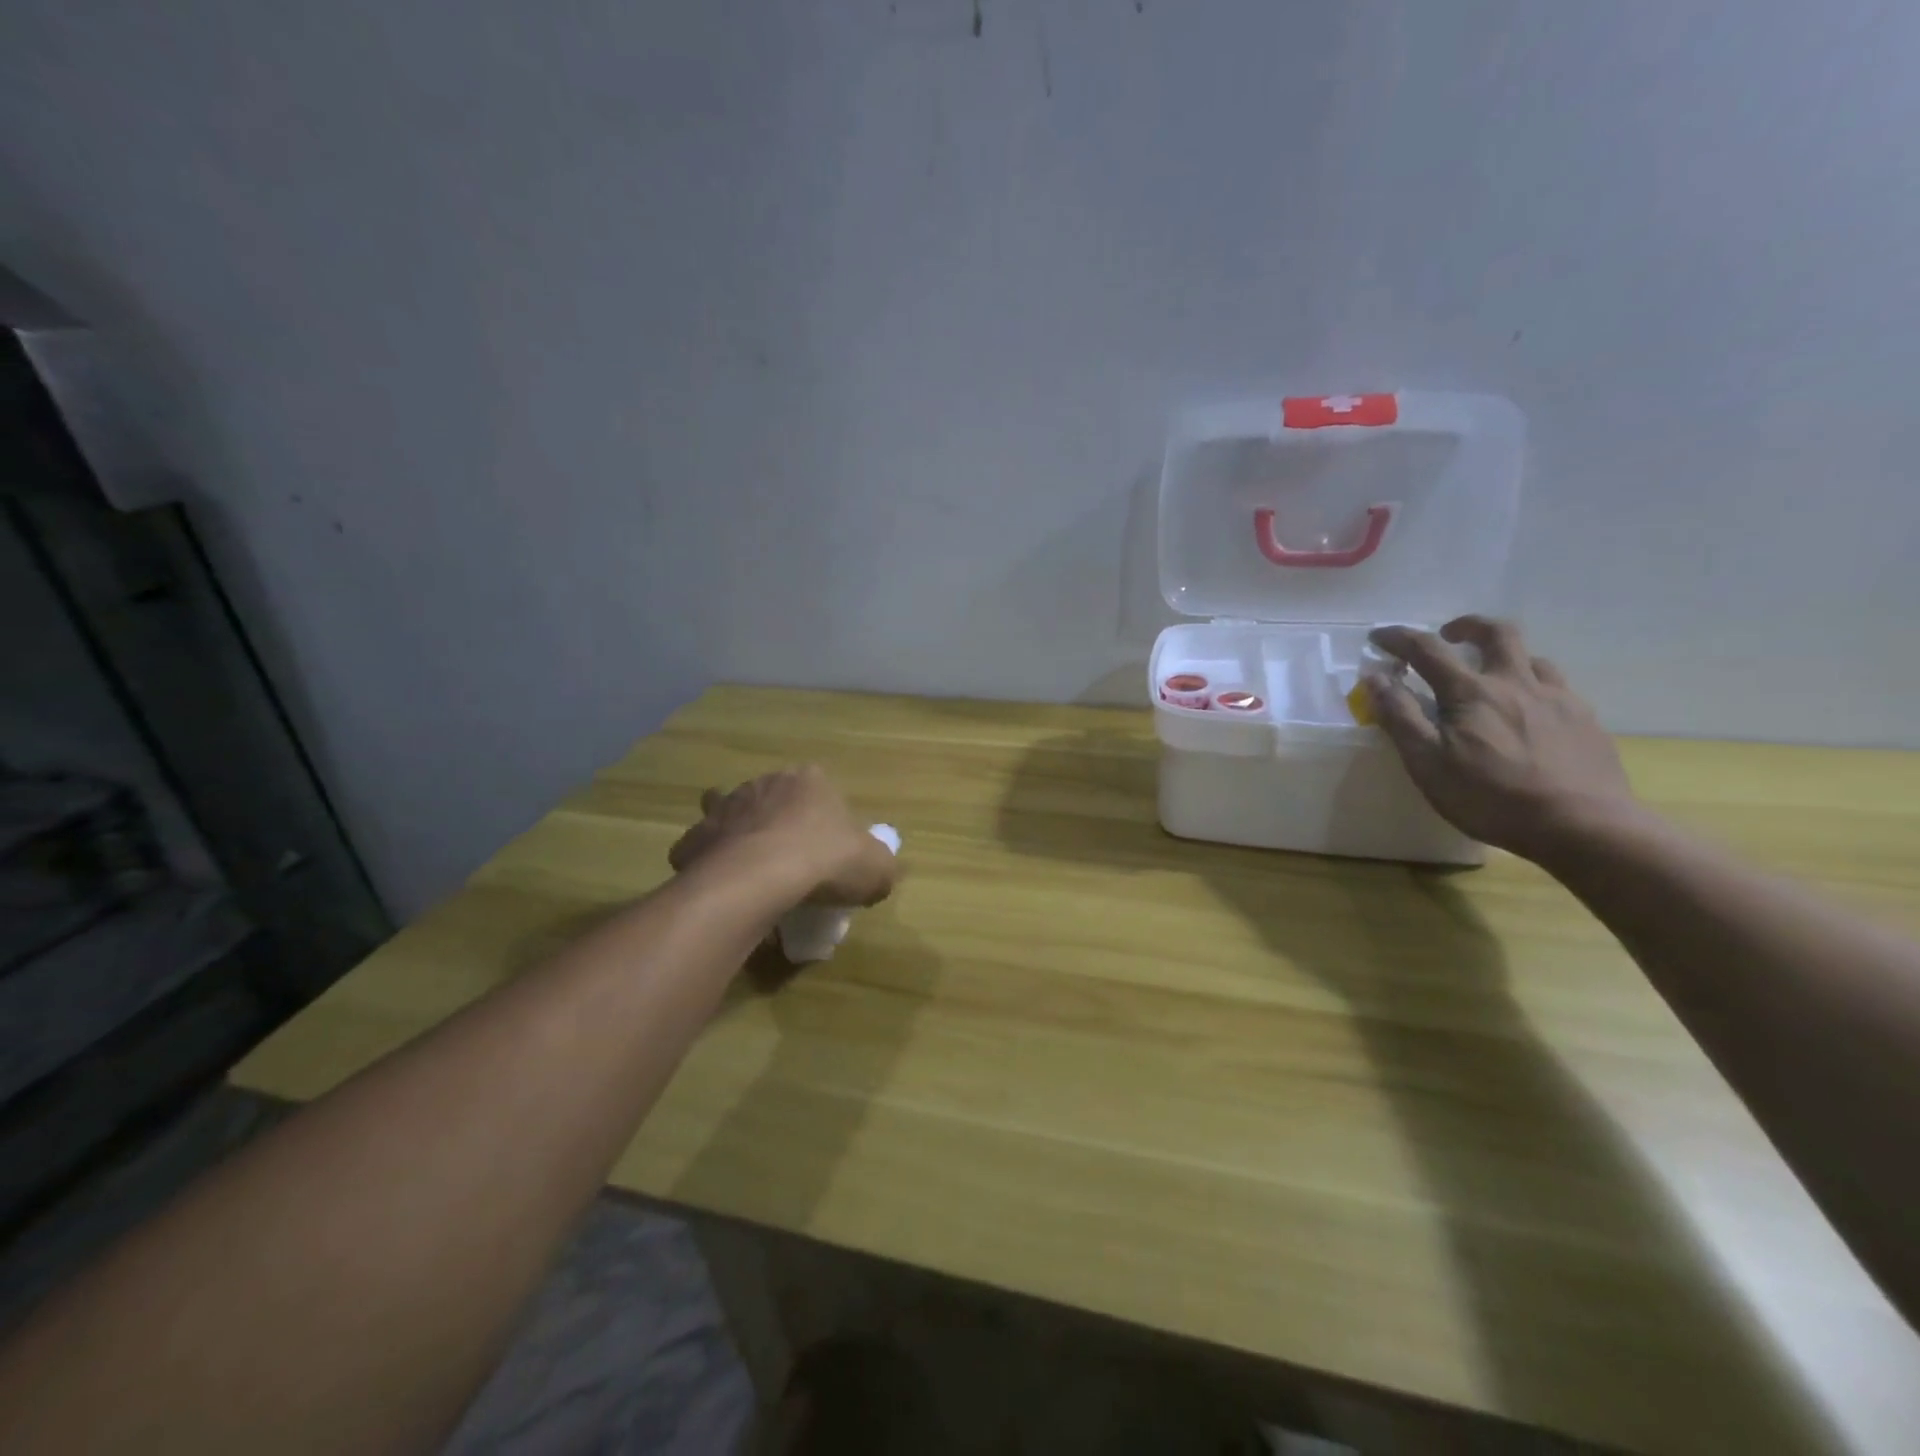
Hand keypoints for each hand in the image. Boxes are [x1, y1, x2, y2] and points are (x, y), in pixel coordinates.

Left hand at [667, 765, 898, 907]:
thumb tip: (878, 874)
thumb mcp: (876, 869)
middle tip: (790, 861)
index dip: (824, 819)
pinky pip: (701, 849)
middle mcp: (764, 784)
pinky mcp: (695, 839)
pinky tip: (721, 887)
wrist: (758, 878)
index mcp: (809, 781)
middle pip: (773, 798)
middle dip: (777, 821)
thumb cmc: (825, 862)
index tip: (829, 851)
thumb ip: (881, 867)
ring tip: (750, 869)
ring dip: (738, 834)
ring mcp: (724, 808)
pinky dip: (708, 864)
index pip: (820, 789)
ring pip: (729, 814)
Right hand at [1364, 617, 1642, 860]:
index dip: (1399, 638)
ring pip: (1533, 659)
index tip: (1378, 637)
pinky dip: (1533, 687)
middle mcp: (1517, 683)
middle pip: (1497, 633)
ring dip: (1505, 658)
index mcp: (1472, 692)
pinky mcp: (1586, 721)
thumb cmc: (1490, 797)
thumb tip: (1375, 678)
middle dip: (1468, 626)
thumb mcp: (1427, 762)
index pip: (1428, 650)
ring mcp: (1558, 699)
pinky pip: (1557, 688)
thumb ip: (1399, 716)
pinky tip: (1529, 713)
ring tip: (1491, 679)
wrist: (1583, 826)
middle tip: (1449, 635)